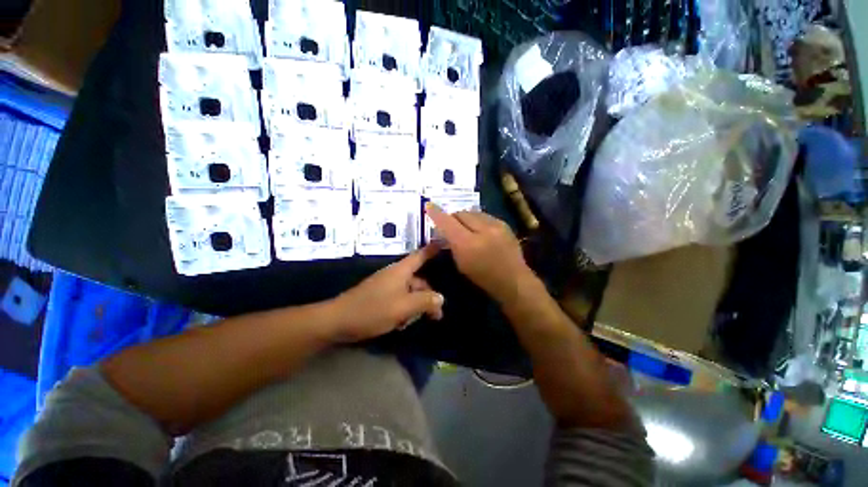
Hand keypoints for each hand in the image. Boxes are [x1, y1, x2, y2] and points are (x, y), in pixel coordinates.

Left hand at [329, 245, 444, 342]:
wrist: (339, 321)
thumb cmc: (372, 311)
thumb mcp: (403, 307)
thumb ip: (425, 301)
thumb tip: (441, 298)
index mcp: (400, 271)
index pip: (421, 256)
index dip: (434, 249)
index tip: (448, 242)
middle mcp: (393, 276)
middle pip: (418, 280)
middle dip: (429, 295)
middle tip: (437, 316)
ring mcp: (385, 288)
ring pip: (409, 293)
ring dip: (416, 307)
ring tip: (417, 322)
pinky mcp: (378, 300)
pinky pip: (398, 302)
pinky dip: (404, 311)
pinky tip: (401, 325)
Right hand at [425, 203, 533, 302]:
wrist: (513, 280)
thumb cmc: (484, 278)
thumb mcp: (461, 264)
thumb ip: (452, 245)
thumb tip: (446, 232)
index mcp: (467, 244)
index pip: (447, 222)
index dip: (436, 213)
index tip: (428, 205)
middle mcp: (481, 229)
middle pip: (461, 213)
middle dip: (453, 217)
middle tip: (450, 225)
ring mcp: (495, 225)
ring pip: (474, 213)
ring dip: (466, 218)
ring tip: (465, 227)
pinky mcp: (504, 224)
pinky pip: (485, 217)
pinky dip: (479, 221)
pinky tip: (480, 230)